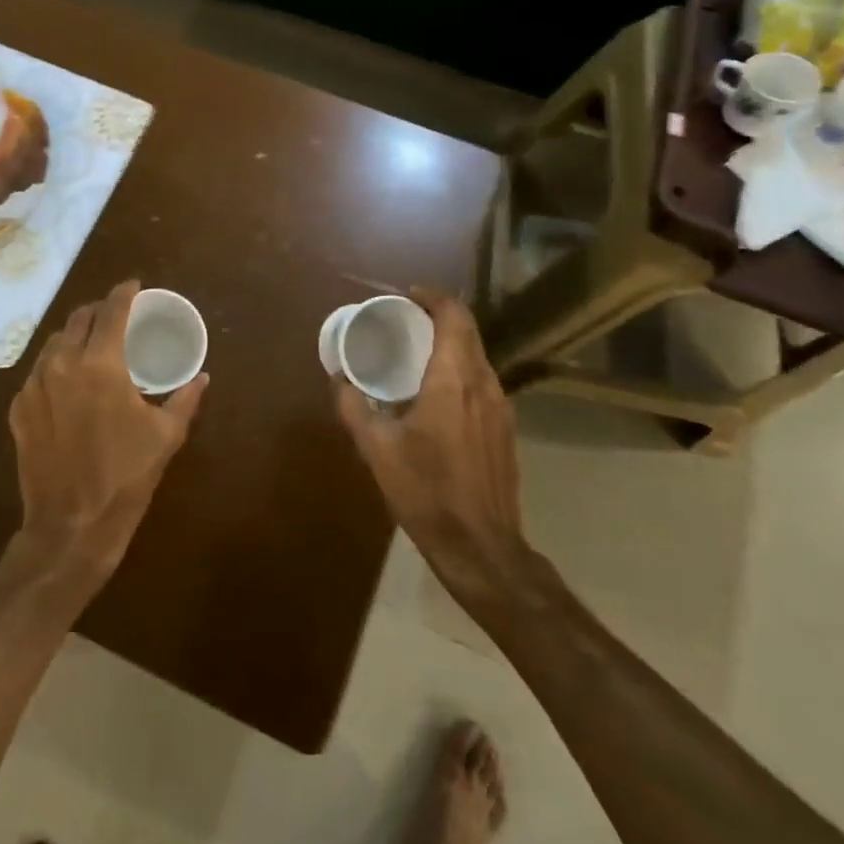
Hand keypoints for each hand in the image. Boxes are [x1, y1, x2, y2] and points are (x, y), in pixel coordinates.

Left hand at [9, 280, 208, 578]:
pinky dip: (56, 366)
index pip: (111, 311)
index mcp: (100, 364)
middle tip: (115, 315)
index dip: (124, 292)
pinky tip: (68, 382)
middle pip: (78, 319)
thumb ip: (185, 399)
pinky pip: (38, 373)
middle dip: (98, 310)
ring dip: (75, 336)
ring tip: (91, 345)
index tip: (134, 286)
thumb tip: (202, 377)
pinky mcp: (18, 409)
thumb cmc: (126, 478)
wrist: (71, 525)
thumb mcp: (166, 436)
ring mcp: (34, 386)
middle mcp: (62, 364)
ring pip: (54, 343)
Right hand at [332, 288, 529, 599]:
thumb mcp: (376, 448)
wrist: (481, 547)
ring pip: (477, 357)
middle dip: (437, 319)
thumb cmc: (426, 492)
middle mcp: (485, 384)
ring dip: (449, 345)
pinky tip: (434, 394)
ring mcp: (501, 407)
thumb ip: (353, 406)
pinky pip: (482, 382)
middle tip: (402, 322)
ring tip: (414, 354)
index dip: (432, 298)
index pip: (454, 316)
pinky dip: (459, 371)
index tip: (405, 296)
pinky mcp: (505, 429)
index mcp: (454, 380)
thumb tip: (338, 378)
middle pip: (467, 333)